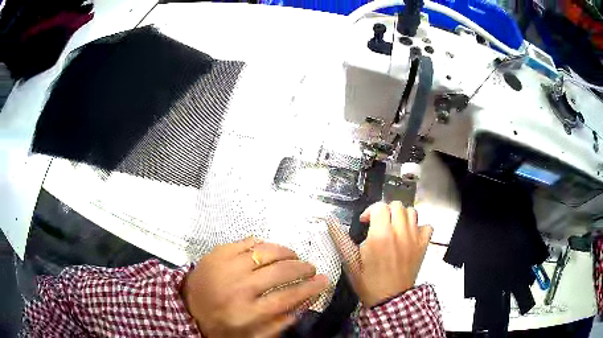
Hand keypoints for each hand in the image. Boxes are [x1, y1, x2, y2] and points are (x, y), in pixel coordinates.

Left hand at [182, 237, 327, 337]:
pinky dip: (264, 244)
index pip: (289, 296)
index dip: (311, 287)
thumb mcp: (250, 335)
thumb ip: (278, 324)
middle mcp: (239, 286)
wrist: (186, 307)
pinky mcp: (218, 252)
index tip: (324, 281)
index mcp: (247, 311)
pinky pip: (248, 241)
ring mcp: (227, 265)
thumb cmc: (219, 325)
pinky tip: (270, 251)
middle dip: (303, 268)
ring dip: (287, 252)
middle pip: (281, 270)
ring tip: (293, 257)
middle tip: (310, 268)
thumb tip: (302, 305)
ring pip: (267, 251)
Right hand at [327, 202, 432, 306]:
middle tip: (379, 224)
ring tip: (395, 228)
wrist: (390, 299)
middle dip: (385, 211)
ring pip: (412, 212)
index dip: (370, 212)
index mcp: (381, 235)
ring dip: (402, 216)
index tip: (365, 223)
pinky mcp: (423, 245)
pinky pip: (427, 226)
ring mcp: (414, 238)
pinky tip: (410, 236)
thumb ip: (341, 239)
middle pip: (396, 205)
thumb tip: (329, 220)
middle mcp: (400, 232)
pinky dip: (419, 227)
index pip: (379, 207)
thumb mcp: (351, 262)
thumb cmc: (369, 282)